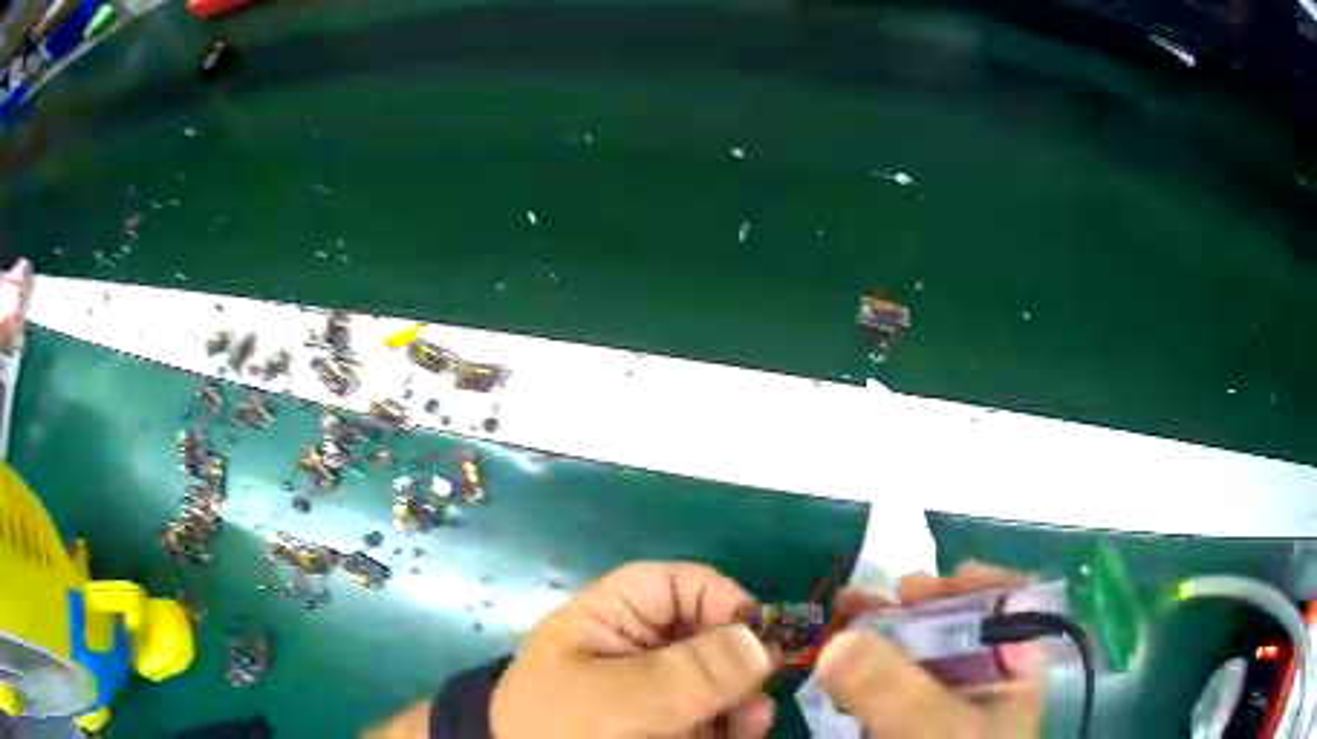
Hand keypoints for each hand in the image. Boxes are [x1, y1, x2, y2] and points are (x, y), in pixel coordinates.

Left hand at [491, 562, 776, 737]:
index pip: (672, 584)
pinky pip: (712, 712)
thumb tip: (762, 638)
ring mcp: (653, 692)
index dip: (721, 599)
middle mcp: (635, 650)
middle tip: (761, 690)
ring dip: (743, 697)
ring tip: (750, 724)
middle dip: (740, 660)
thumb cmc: (564, 734)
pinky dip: (733, 722)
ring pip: (717, 678)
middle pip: (705, 633)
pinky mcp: (667, 725)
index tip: (762, 635)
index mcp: (606, 621)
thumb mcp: (621, 700)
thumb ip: (692, 671)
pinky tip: (742, 734)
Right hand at [815, 562, 1044, 738]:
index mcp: (1018, 667)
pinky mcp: (917, 722)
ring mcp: (952, 702)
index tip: (916, 587)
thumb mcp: (935, 734)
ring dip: (880, 635)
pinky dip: (868, 672)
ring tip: (841, 620)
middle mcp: (990, 678)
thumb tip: (838, 641)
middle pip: (957, 624)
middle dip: (906, 607)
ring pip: (920, 654)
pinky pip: (894, 687)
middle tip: (860, 599)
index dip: (967, 585)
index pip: (1010, 604)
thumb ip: (894, 689)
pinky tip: (843, 669)